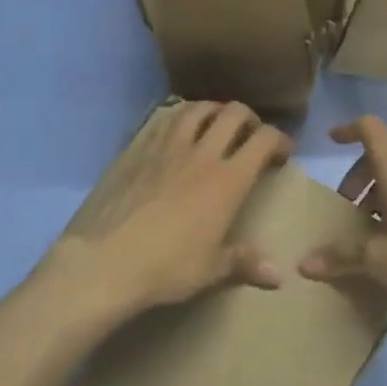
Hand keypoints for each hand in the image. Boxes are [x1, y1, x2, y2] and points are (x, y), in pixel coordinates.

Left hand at [44, 101, 291, 319]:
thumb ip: (245, 263)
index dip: (279, 139)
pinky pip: (162, 118)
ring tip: (214, 125)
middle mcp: (200, 153)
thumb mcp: (211, 270)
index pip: (263, 140)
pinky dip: (178, 117)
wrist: (105, 260)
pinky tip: (176, 131)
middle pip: (233, 113)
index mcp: (228, 180)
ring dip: (213, 111)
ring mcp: (165, 146)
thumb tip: (278, 276)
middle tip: (249, 135)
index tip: (281, 152)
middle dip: (249, 118)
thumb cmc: (166, 267)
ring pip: (196, 108)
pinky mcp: (135, 148)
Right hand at [298, 116, 386, 326]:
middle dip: (362, 173)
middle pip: (386, 151)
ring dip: (384, 187)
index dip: (349, 130)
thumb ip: (339, 255)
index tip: (332, 142)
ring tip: (373, 224)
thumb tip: (304, 264)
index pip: (371, 129)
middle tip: (349, 208)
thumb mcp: (377, 260)